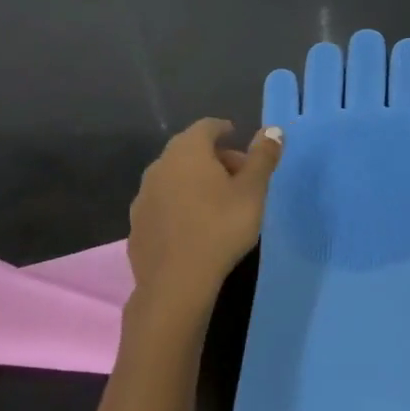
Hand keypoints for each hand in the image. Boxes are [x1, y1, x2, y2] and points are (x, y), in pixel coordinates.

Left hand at [127, 119, 282, 331]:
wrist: (176, 283)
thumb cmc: (220, 227)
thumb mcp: (253, 191)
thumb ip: (262, 157)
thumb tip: (273, 129)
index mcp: (187, 152)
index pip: (206, 127)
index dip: (224, 130)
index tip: (239, 139)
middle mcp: (159, 167)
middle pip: (189, 151)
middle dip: (214, 157)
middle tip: (239, 176)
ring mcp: (143, 197)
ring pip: (174, 177)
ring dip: (195, 181)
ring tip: (218, 202)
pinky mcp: (136, 226)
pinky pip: (163, 204)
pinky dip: (179, 205)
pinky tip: (194, 226)